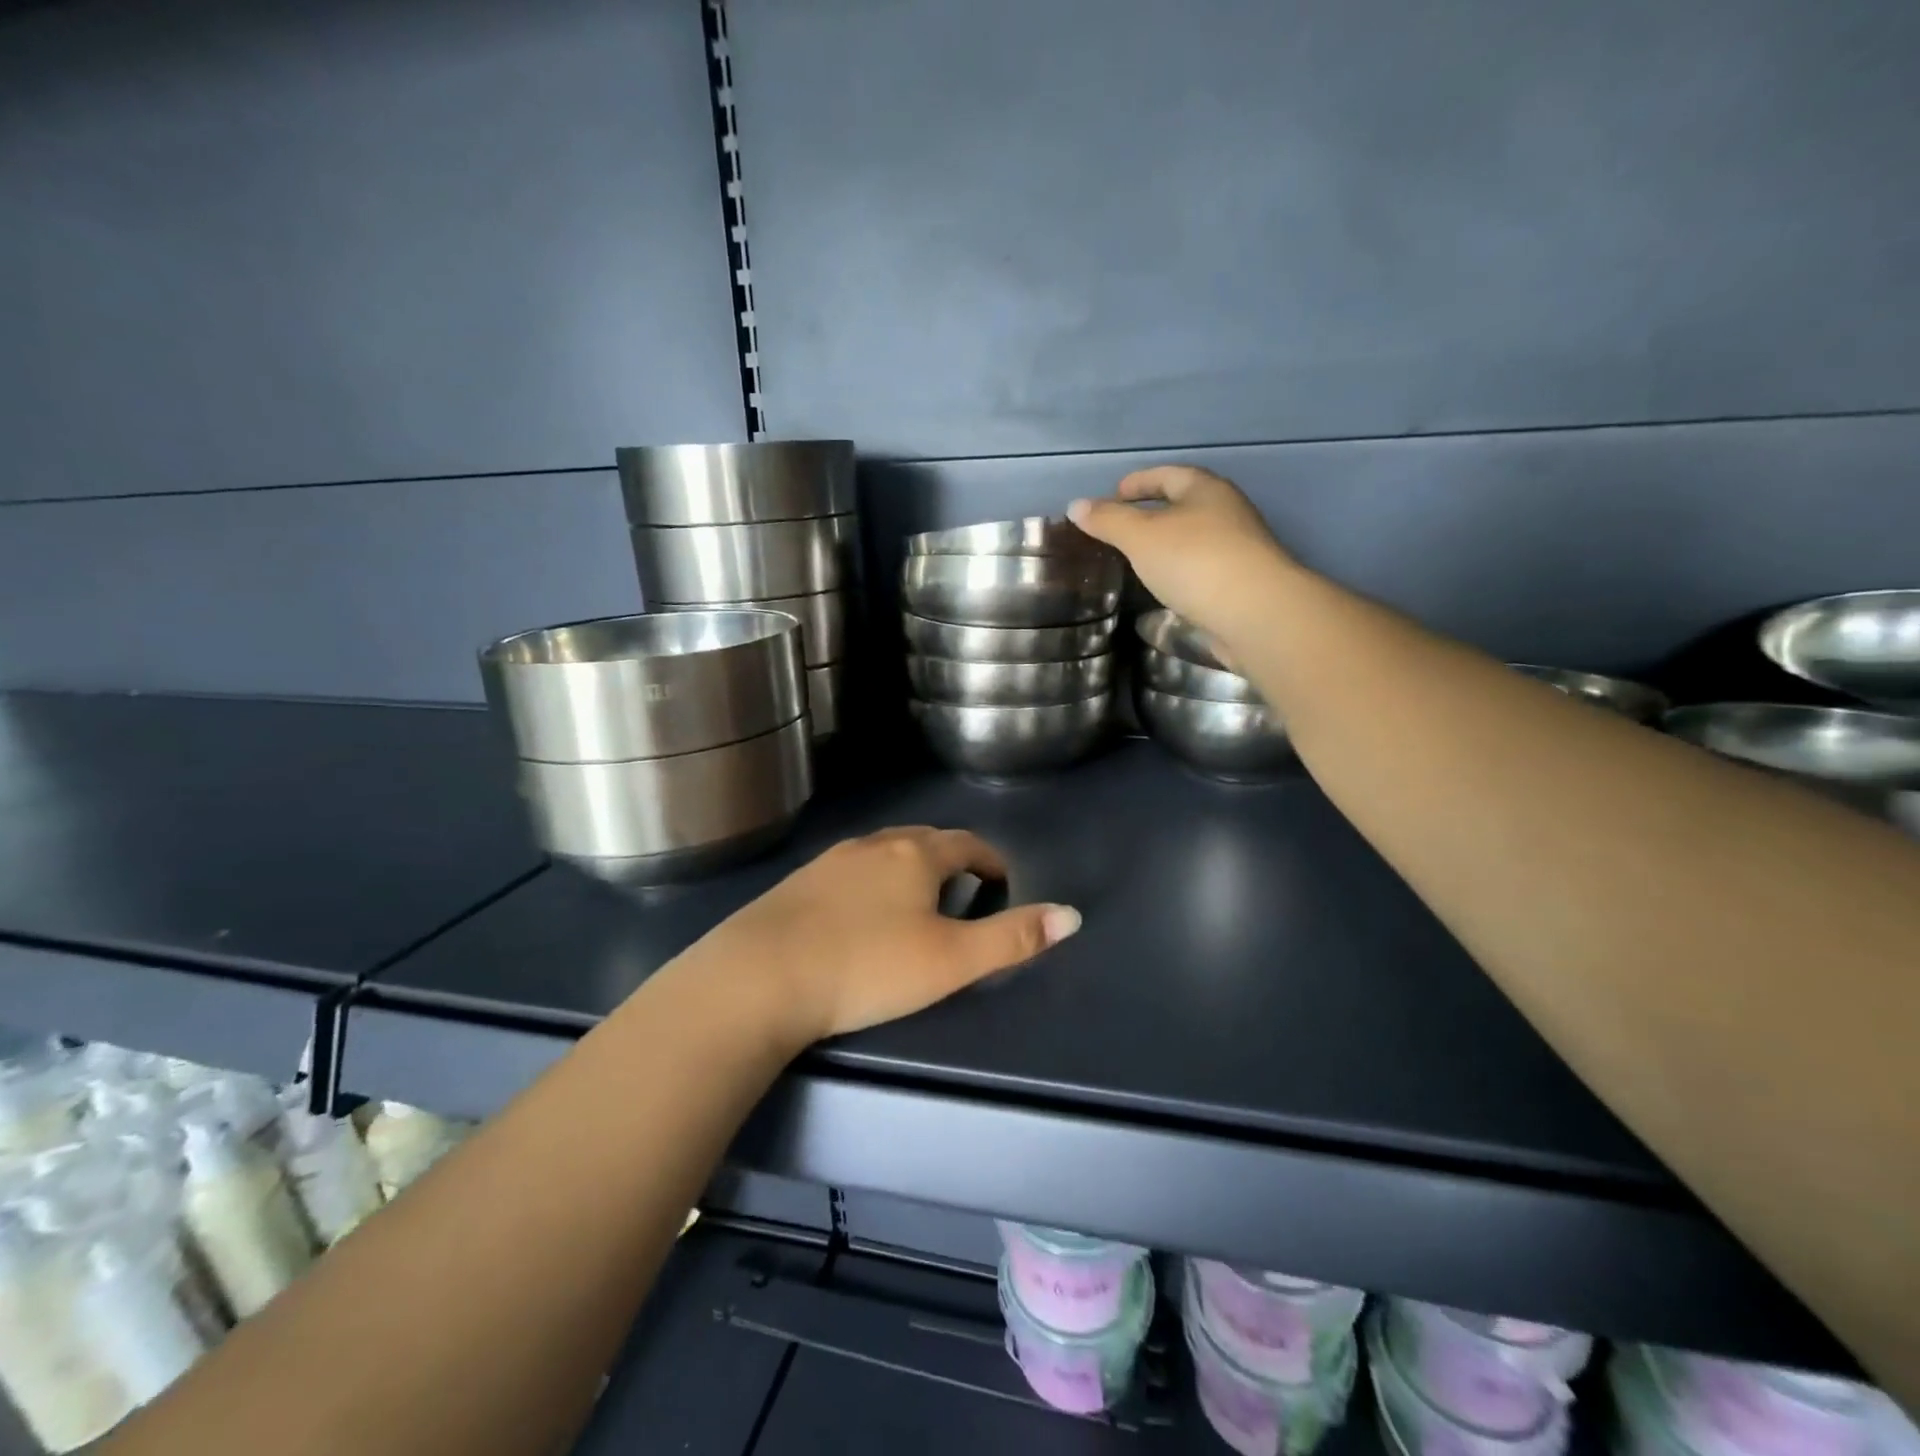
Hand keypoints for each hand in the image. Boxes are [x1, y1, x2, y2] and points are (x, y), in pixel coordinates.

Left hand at [685, 827, 1079, 1046]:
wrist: (759, 978)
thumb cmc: (867, 966)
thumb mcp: (951, 960)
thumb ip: (1012, 939)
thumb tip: (1071, 916)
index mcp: (915, 854)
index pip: (967, 843)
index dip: (991, 860)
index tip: (1002, 882)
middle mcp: (873, 845)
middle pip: (924, 841)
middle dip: (950, 861)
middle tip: (963, 894)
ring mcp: (830, 861)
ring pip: (883, 854)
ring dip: (908, 870)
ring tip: (916, 904)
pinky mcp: (797, 884)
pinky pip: (849, 873)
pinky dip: (870, 884)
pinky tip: (860, 916)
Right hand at [1067, 466, 1294, 645]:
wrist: (1255, 614)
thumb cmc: (1195, 561)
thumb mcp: (1141, 536)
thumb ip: (1108, 520)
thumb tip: (1076, 505)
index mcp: (1206, 490)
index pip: (1168, 475)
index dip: (1139, 482)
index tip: (1114, 495)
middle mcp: (1227, 513)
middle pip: (1184, 505)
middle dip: (1152, 514)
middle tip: (1119, 530)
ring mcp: (1237, 550)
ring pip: (1193, 540)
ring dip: (1166, 546)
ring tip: (1135, 561)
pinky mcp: (1239, 585)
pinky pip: (1200, 569)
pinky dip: (1178, 573)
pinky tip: (1162, 589)